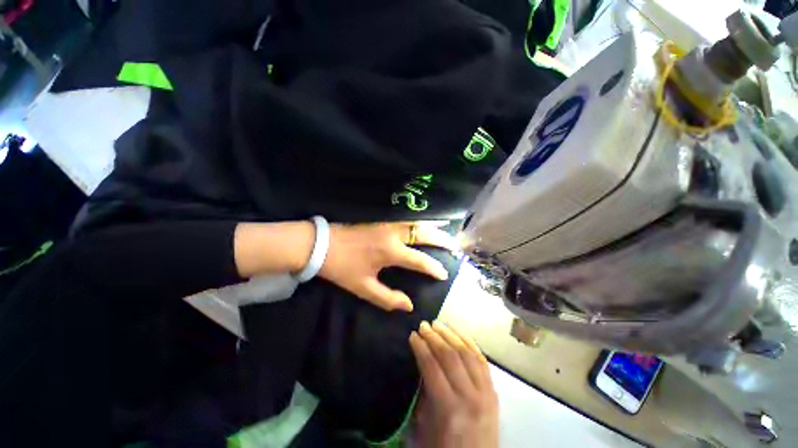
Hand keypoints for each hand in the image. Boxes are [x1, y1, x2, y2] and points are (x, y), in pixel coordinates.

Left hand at [319, 222, 456, 311]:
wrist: (322, 244)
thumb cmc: (342, 267)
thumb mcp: (363, 287)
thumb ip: (387, 298)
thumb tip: (409, 305)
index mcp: (390, 252)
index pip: (420, 260)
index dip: (434, 268)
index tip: (444, 273)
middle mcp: (393, 235)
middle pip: (423, 234)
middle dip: (441, 239)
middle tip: (455, 245)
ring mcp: (387, 224)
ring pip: (416, 224)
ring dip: (432, 228)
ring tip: (445, 233)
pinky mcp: (381, 220)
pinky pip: (406, 220)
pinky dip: (419, 223)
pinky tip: (423, 225)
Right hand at [409, 321, 498, 447]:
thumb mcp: (423, 428)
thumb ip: (423, 395)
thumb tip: (422, 364)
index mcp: (449, 410)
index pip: (432, 367)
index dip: (421, 348)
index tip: (413, 335)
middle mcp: (470, 397)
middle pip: (450, 356)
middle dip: (434, 337)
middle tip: (424, 325)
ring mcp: (486, 393)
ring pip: (468, 353)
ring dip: (451, 335)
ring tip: (439, 324)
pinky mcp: (494, 392)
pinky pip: (482, 360)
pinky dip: (470, 343)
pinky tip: (460, 333)